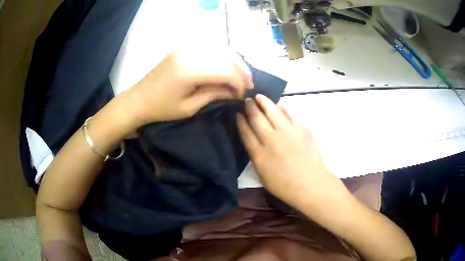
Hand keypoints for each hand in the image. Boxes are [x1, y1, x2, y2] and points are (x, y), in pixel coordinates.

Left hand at [128, 50, 253, 124]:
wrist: (138, 98)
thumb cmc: (161, 109)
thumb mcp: (189, 107)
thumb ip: (214, 95)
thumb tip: (235, 91)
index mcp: (188, 71)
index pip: (225, 70)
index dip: (239, 82)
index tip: (243, 94)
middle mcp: (189, 53)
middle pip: (225, 56)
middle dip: (241, 71)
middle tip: (248, 85)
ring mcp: (185, 47)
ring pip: (220, 49)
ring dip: (234, 62)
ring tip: (240, 77)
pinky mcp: (183, 47)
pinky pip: (209, 48)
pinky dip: (222, 57)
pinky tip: (226, 67)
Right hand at [236, 95, 342, 208]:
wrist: (310, 183)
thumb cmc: (284, 185)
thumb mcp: (262, 175)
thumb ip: (255, 156)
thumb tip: (252, 140)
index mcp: (259, 154)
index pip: (246, 132)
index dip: (240, 121)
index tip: (238, 113)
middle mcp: (271, 140)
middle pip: (256, 118)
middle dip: (249, 107)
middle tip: (246, 100)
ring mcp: (288, 132)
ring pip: (272, 111)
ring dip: (263, 102)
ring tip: (259, 96)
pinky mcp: (302, 128)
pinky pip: (290, 112)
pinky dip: (282, 107)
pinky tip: (279, 105)